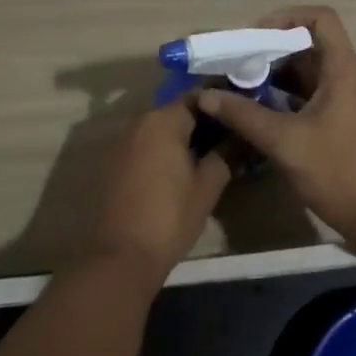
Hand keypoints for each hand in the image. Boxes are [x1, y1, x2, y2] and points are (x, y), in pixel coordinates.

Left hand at [88, 95, 232, 289]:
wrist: (120, 257)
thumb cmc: (169, 218)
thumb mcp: (206, 187)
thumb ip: (225, 155)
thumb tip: (242, 136)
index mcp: (164, 120)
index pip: (198, 98)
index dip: (220, 106)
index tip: (238, 118)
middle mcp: (140, 121)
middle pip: (177, 111)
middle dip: (202, 122)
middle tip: (227, 139)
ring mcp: (123, 141)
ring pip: (160, 128)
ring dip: (181, 137)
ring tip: (206, 155)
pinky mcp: (114, 161)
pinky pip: (145, 144)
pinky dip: (162, 149)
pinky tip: (178, 170)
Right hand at [198, 6, 355, 253]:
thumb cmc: (340, 173)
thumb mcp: (286, 143)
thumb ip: (245, 116)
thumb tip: (205, 96)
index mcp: (343, 69)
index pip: (321, 18)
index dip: (287, 17)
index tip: (256, 35)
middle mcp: (349, 76)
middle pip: (310, 44)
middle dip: (273, 49)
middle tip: (239, 63)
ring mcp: (349, 100)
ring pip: (310, 71)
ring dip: (278, 74)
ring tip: (243, 86)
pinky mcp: (345, 122)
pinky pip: (313, 94)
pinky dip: (288, 96)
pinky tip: (262, 113)